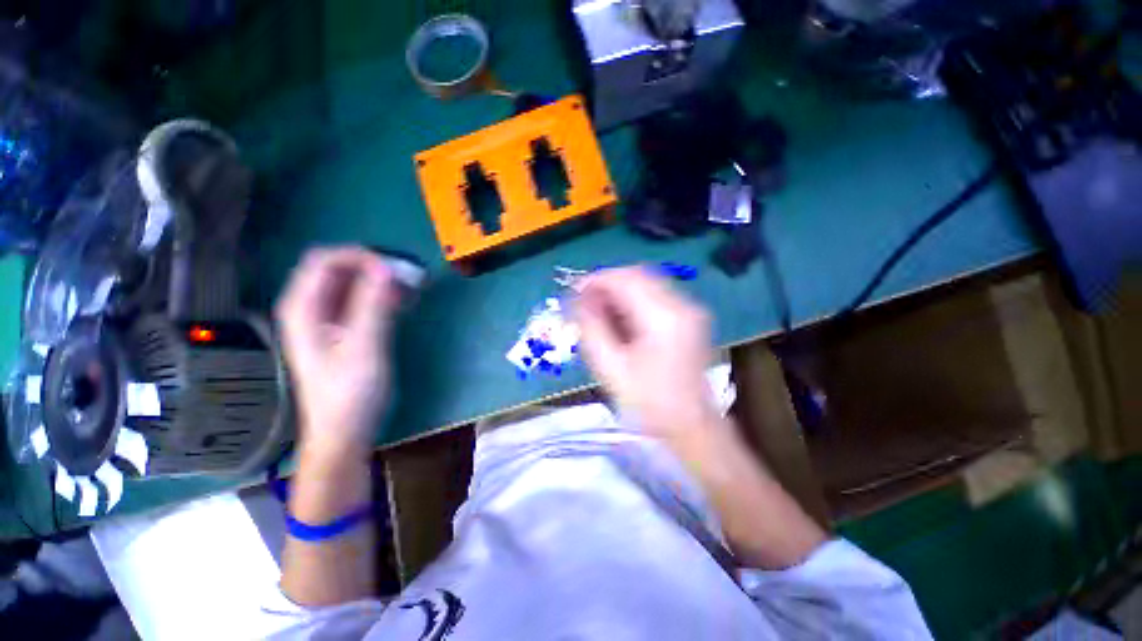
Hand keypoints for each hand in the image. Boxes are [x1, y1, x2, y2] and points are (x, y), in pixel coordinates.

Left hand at [276, 247, 398, 459]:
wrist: (345, 430)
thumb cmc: (350, 391)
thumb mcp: (364, 346)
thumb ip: (373, 304)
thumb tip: (388, 267)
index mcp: (303, 307)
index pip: (325, 259)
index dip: (361, 256)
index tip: (396, 268)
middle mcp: (311, 307)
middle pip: (340, 268)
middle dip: (376, 267)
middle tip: (411, 276)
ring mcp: (327, 318)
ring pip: (354, 283)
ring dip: (383, 280)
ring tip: (414, 287)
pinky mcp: (345, 329)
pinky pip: (363, 300)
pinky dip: (384, 295)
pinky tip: (405, 301)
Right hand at [573, 267, 722, 444]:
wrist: (691, 426)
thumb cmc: (648, 402)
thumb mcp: (610, 367)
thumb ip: (591, 327)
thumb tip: (576, 298)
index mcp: (663, 318)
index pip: (626, 279)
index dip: (596, 280)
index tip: (573, 292)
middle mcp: (683, 305)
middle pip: (638, 275)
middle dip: (607, 284)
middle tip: (585, 303)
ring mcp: (690, 310)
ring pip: (647, 283)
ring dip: (620, 292)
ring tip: (599, 313)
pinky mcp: (690, 317)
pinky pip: (656, 295)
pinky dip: (634, 300)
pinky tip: (621, 320)